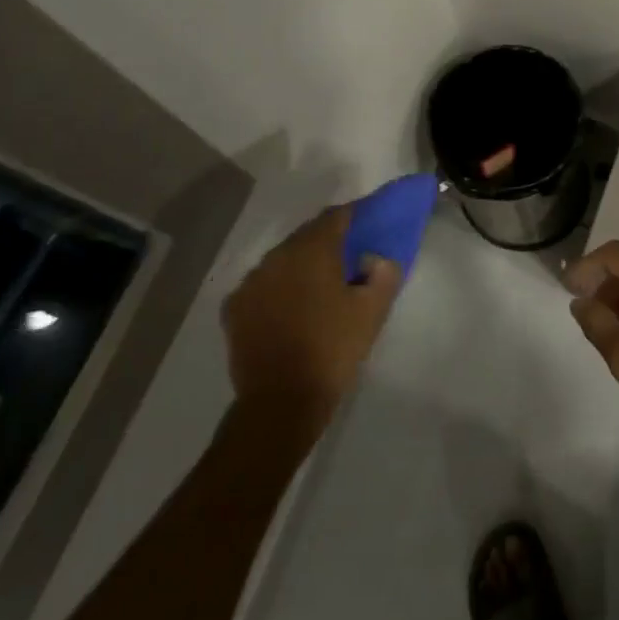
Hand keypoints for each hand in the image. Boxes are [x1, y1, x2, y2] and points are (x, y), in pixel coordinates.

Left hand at [223, 206, 402, 429]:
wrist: (281, 402)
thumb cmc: (332, 350)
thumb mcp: (372, 312)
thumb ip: (384, 274)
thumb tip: (377, 259)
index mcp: (312, 250)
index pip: (336, 217)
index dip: (355, 217)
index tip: (368, 225)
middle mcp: (277, 256)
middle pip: (307, 236)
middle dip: (327, 242)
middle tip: (348, 259)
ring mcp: (251, 281)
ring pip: (282, 260)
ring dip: (301, 266)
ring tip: (318, 287)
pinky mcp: (234, 307)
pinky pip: (262, 285)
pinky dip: (277, 289)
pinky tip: (288, 309)